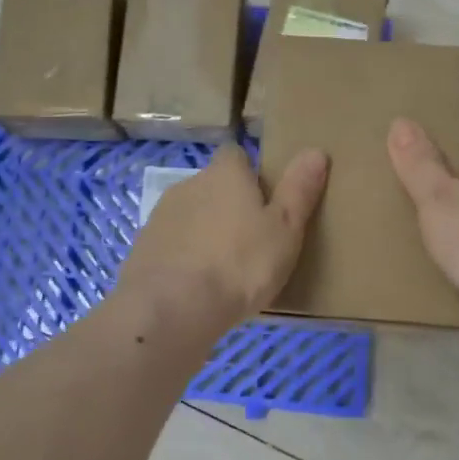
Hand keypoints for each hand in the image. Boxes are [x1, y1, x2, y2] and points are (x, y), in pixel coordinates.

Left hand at [117, 143, 328, 340]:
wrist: (171, 308)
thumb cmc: (240, 264)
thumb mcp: (285, 229)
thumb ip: (299, 190)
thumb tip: (316, 150)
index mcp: (225, 174)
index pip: (236, 155)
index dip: (250, 174)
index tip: (266, 201)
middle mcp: (189, 185)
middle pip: (212, 186)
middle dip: (228, 206)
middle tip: (252, 241)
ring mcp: (160, 217)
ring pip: (190, 217)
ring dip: (204, 233)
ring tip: (225, 269)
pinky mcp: (142, 249)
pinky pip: (171, 246)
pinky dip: (183, 259)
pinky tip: (197, 288)